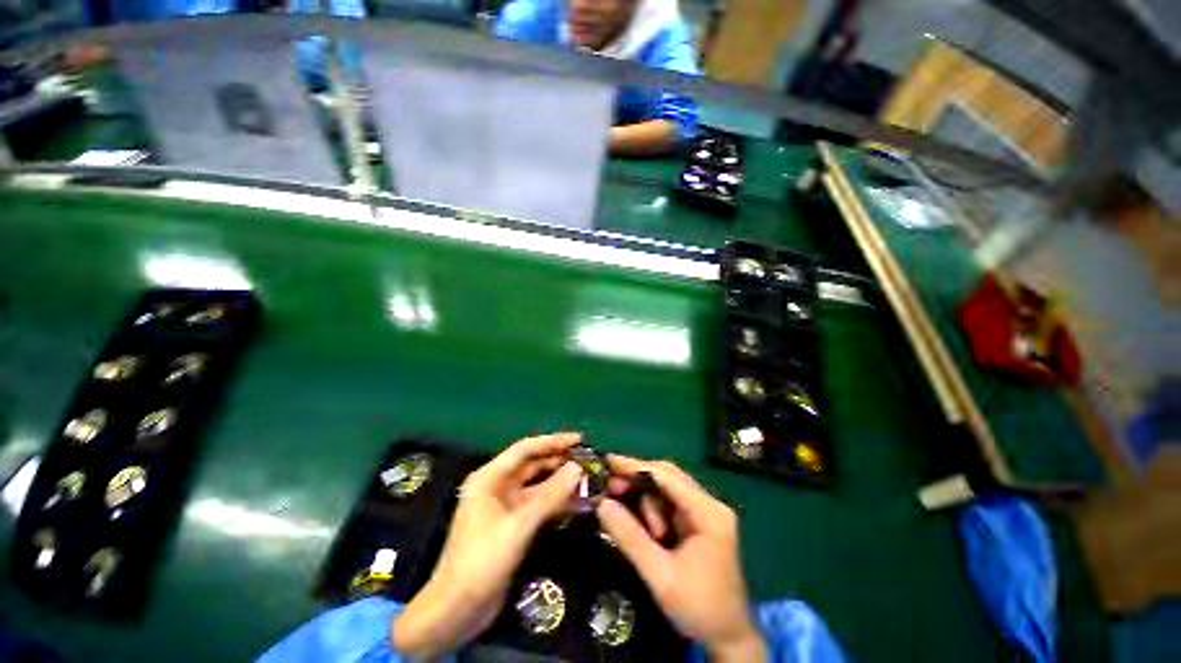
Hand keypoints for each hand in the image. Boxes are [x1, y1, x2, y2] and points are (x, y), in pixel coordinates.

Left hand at [392, 433, 583, 657]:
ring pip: (538, 485)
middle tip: (589, 459)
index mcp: (490, 478)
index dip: (553, 441)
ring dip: (561, 481)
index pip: (525, 449)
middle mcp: (498, 486)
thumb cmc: (481, 562)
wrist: (457, 612)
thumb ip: (550, 496)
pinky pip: (539, 504)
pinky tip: (578, 501)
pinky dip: (556, 501)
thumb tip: (578, 468)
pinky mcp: (514, 523)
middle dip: (560, 460)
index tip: (580, 440)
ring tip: (589, 478)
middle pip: (533, 464)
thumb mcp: (518, 526)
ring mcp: (506, 505)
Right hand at [597, 456, 766, 661]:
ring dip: (645, 503)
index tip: (608, 462)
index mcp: (708, 512)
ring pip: (665, 491)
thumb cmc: (700, 609)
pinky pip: (668, 505)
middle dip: (637, 482)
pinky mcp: (698, 523)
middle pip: (667, 478)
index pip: (667, 476)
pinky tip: (639, 525)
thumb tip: (602, 504)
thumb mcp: (660, 576)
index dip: (635, 466)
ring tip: (633, 527)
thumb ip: (631, 538)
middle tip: (609, 490)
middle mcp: (709, 505)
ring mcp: (705, 513)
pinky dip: (650, 511)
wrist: (729, 638)